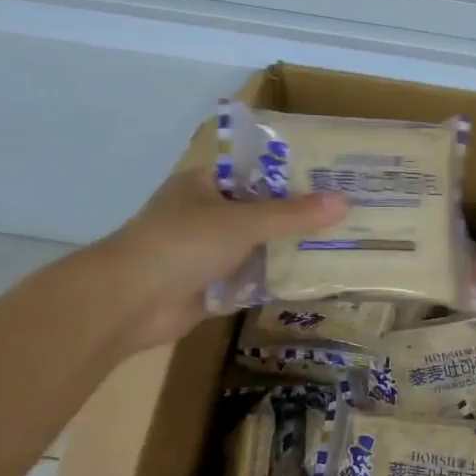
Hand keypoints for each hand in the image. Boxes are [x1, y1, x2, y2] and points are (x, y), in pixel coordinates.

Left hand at [86, 167, 346, 350]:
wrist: (129, 302)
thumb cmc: (182, 244)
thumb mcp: (243, 222)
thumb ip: (293, 215)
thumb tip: (344, 201)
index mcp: (204, 185)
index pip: (255, 173)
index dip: (292, 176)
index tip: (331, 180)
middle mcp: (204, 215)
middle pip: (259, 212)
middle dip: (296, 217)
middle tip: (346, 217)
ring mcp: (205, 253)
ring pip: (255, 247)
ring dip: (287, 251)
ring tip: (338, 247)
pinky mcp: (208, 287)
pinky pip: (248, 279)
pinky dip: (272, 280)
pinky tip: (311, 281)